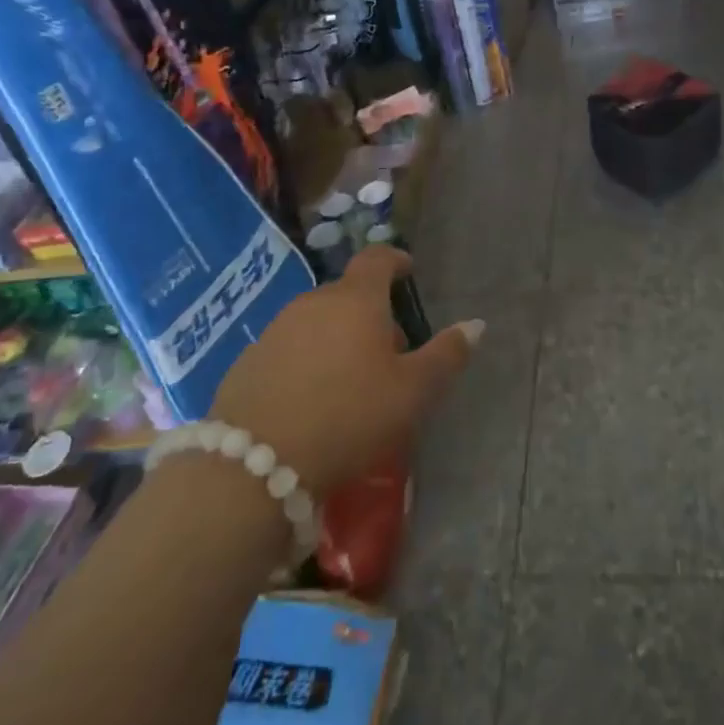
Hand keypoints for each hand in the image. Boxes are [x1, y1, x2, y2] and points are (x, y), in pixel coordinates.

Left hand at [208, 246, 483, 495]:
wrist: (253, 464)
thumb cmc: (349, 417)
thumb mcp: (413, 392)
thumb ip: (446, 355)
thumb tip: (475, 325)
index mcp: (356, 300)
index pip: (377, 259)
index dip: (396, 261)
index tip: (408, 271)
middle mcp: (312, 303)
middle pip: (348, 295)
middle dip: (371, 314)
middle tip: (389, 353)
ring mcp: (275, 330)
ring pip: (317, 321)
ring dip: (337, 338)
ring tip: (351, 381)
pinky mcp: (248, 361)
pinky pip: (289, 348)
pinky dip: (307, 361)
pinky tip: (312, 400)